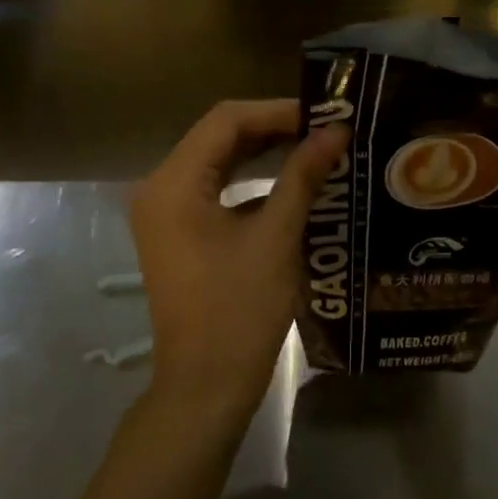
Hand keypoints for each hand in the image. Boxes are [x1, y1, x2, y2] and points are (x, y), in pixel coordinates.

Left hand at [130, 100, 347, 423]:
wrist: (206, 386)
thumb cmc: (240, 310)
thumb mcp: (277, 237)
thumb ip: (303, 176)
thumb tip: (337, 132)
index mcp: (174, 183)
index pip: (226, 120)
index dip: (278, 111)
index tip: (325, 115)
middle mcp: (160, 188)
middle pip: (219, 137)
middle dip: (274, 129)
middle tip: (326, 129)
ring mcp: (165, 213)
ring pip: (218, 162)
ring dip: (264, 153)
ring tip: (315, 148)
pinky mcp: (178, 233)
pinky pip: (216, 189)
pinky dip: (251, 181)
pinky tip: (291, 182)